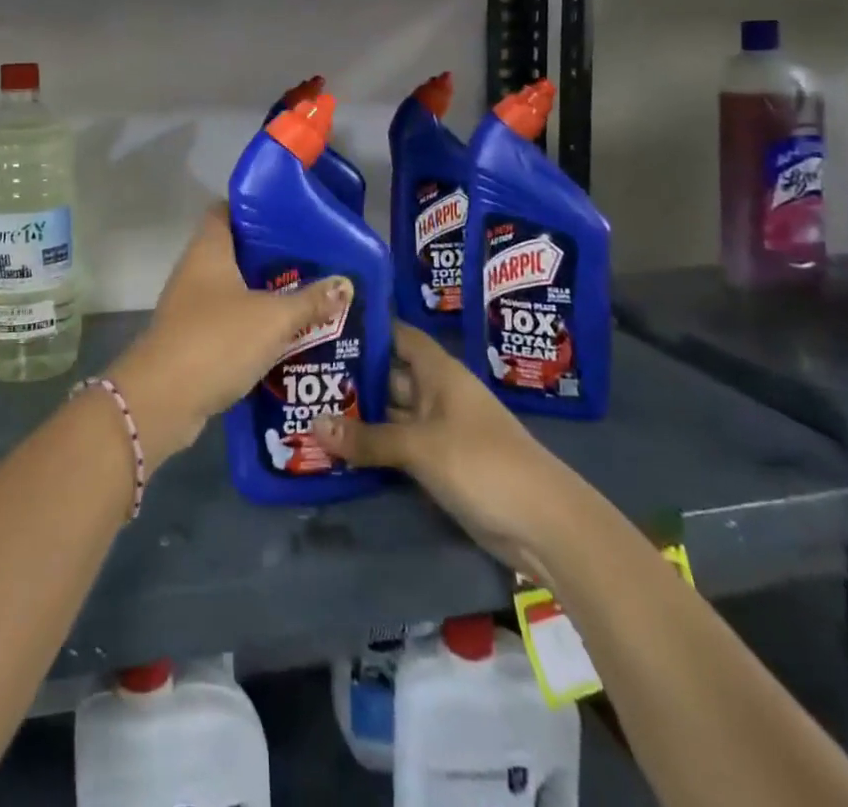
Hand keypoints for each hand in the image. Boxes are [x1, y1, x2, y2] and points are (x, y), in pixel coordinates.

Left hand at [107, 205, 351, 469]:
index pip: (227, 210)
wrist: (163, 399)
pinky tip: (286, 336)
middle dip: (273, 257)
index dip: (256, 208)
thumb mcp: (273, 318)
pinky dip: (254, 327)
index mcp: (209, 250)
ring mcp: (191, 307)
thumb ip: (310, 301)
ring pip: (235, 291)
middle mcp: (195, 271)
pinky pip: (230, 324)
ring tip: (309, 296)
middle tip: (314, 259)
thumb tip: (345, 284)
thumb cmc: (217, 340)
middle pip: (236, 252)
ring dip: (266, 295)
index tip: (291, 215)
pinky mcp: (193, 340)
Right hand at [313, 323, 566, 574]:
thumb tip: (313, 425)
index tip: (327, 322)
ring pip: (391, 413)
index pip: (399, 336)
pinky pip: (398, 446)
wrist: (544, 524)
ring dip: (359, 413)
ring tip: (309, 406)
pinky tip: (338, 446)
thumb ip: (368, 437)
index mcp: (439, 372)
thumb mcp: (420, 446)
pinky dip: (373, 445)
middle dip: (352, 374)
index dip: (369, 327)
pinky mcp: (440, 464)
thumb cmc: (482, 462)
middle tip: (303, 370)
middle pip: (389, 375)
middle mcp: (437, 394)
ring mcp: (439, 430)